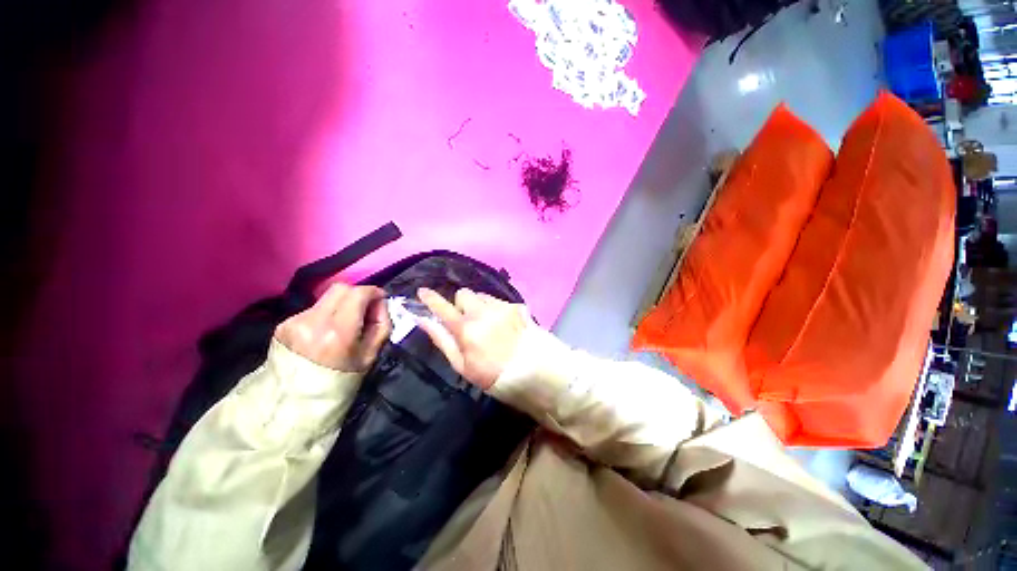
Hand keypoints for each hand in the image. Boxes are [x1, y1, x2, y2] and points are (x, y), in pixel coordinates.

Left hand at [275, 284, 391, 371]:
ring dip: (342, 304)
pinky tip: (326, 332)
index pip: (358, 294)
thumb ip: (381, 324)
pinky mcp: (284, 325)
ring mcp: (294, 322)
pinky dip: (327, 314)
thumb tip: (379, 304)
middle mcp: (313, 321)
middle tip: (365, 308)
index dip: (373, 292)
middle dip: (358, 294)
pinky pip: (314, 309)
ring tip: (345, 324)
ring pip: (327, 298)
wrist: (295, 404)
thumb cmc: (340, 382)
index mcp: (337, 332)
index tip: (381, 299)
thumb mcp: (371, 355)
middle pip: (341, 288)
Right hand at [417, 287, 528, 389]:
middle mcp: (482, 311)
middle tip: (467, 321)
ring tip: (488, 324)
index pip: (442, 307)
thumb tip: (424, 321)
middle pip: (463, 293)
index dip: (430, 298)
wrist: (534, 372)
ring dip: (479, 306)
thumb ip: (442, 340)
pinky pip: (498, 301)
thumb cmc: (494, 375)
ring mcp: (501, 306)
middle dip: (461, 304)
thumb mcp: (463, 365)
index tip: (423, 292)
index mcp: (466, 328)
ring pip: (482, 296)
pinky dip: (495, 309)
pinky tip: (504, 325)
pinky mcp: (516, 306)